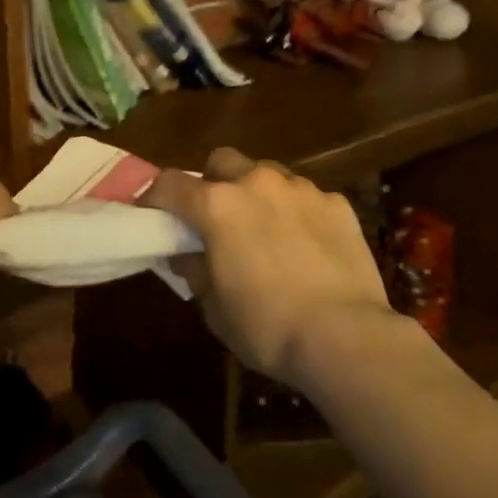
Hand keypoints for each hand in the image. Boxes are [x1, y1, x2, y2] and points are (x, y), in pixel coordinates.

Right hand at [144, 149, 392, 386]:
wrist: (345, 335)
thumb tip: (187, 254)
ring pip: (268, 175)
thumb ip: (195, 270)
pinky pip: (306, 197)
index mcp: (218, 205)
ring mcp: (301, 189)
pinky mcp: (337, 203)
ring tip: (266, 231)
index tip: (152, 213)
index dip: (155, 196)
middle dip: (213, 182)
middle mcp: (257, 183)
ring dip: (257, 194)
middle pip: (222, 161)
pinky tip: (307, 246)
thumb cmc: (267, 327)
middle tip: (216, 218)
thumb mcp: (215, 308)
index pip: (170, 184)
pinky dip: (297, 213)